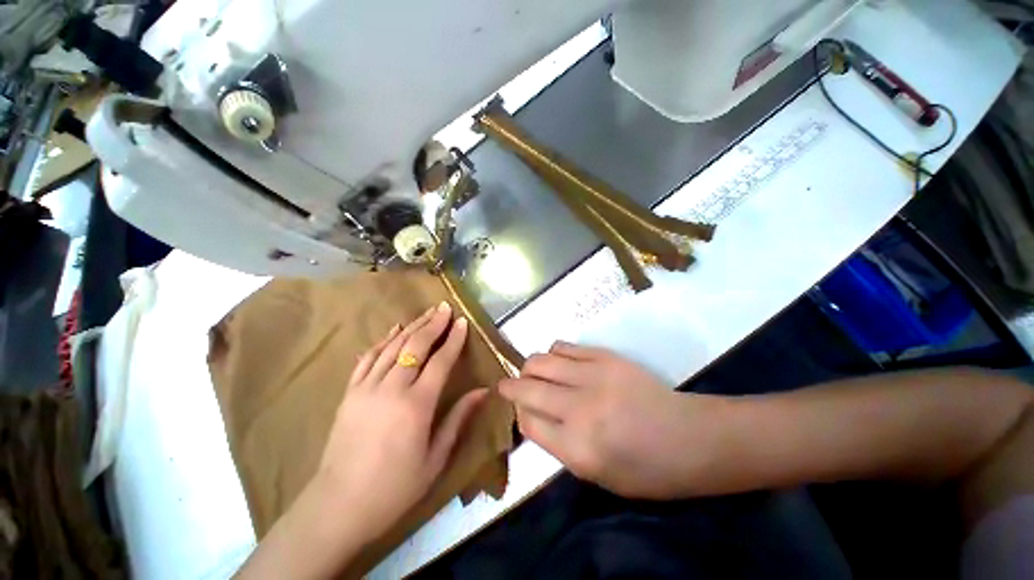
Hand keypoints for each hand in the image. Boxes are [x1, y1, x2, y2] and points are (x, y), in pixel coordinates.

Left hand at [316, 302, 487, 539]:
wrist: (338, 506)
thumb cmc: (395, 487)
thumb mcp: (435, 458)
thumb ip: (458, 418)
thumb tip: (482, 391)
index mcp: (416, 405)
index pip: (440, 361)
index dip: (453, 339)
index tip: (462, 322)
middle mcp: (391, 389)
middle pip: (415, 346)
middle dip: (433, 324)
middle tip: (445, 308)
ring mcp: (366, 388)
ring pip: (392, 346)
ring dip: (412, 326)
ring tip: (426, 312)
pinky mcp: (350, 393)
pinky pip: (368, 358)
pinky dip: (383, 340)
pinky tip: (393, 329)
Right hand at [499, 341, 730, 498]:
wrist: (689, 437)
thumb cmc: (644, 469)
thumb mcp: (595, 475)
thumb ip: (556, 444)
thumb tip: (529, 414)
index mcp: (578, 448)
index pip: (527, 421)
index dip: (517, 413)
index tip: (516, 409)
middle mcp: (580, 408)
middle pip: (527, 387)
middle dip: (511, 386)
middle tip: (509, 386)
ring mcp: (593, 376)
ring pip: (540, 360)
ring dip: (530, 367)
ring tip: (534, 374)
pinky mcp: (605, 356)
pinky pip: (563, 346)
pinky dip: (553, 354)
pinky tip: (558, 363)